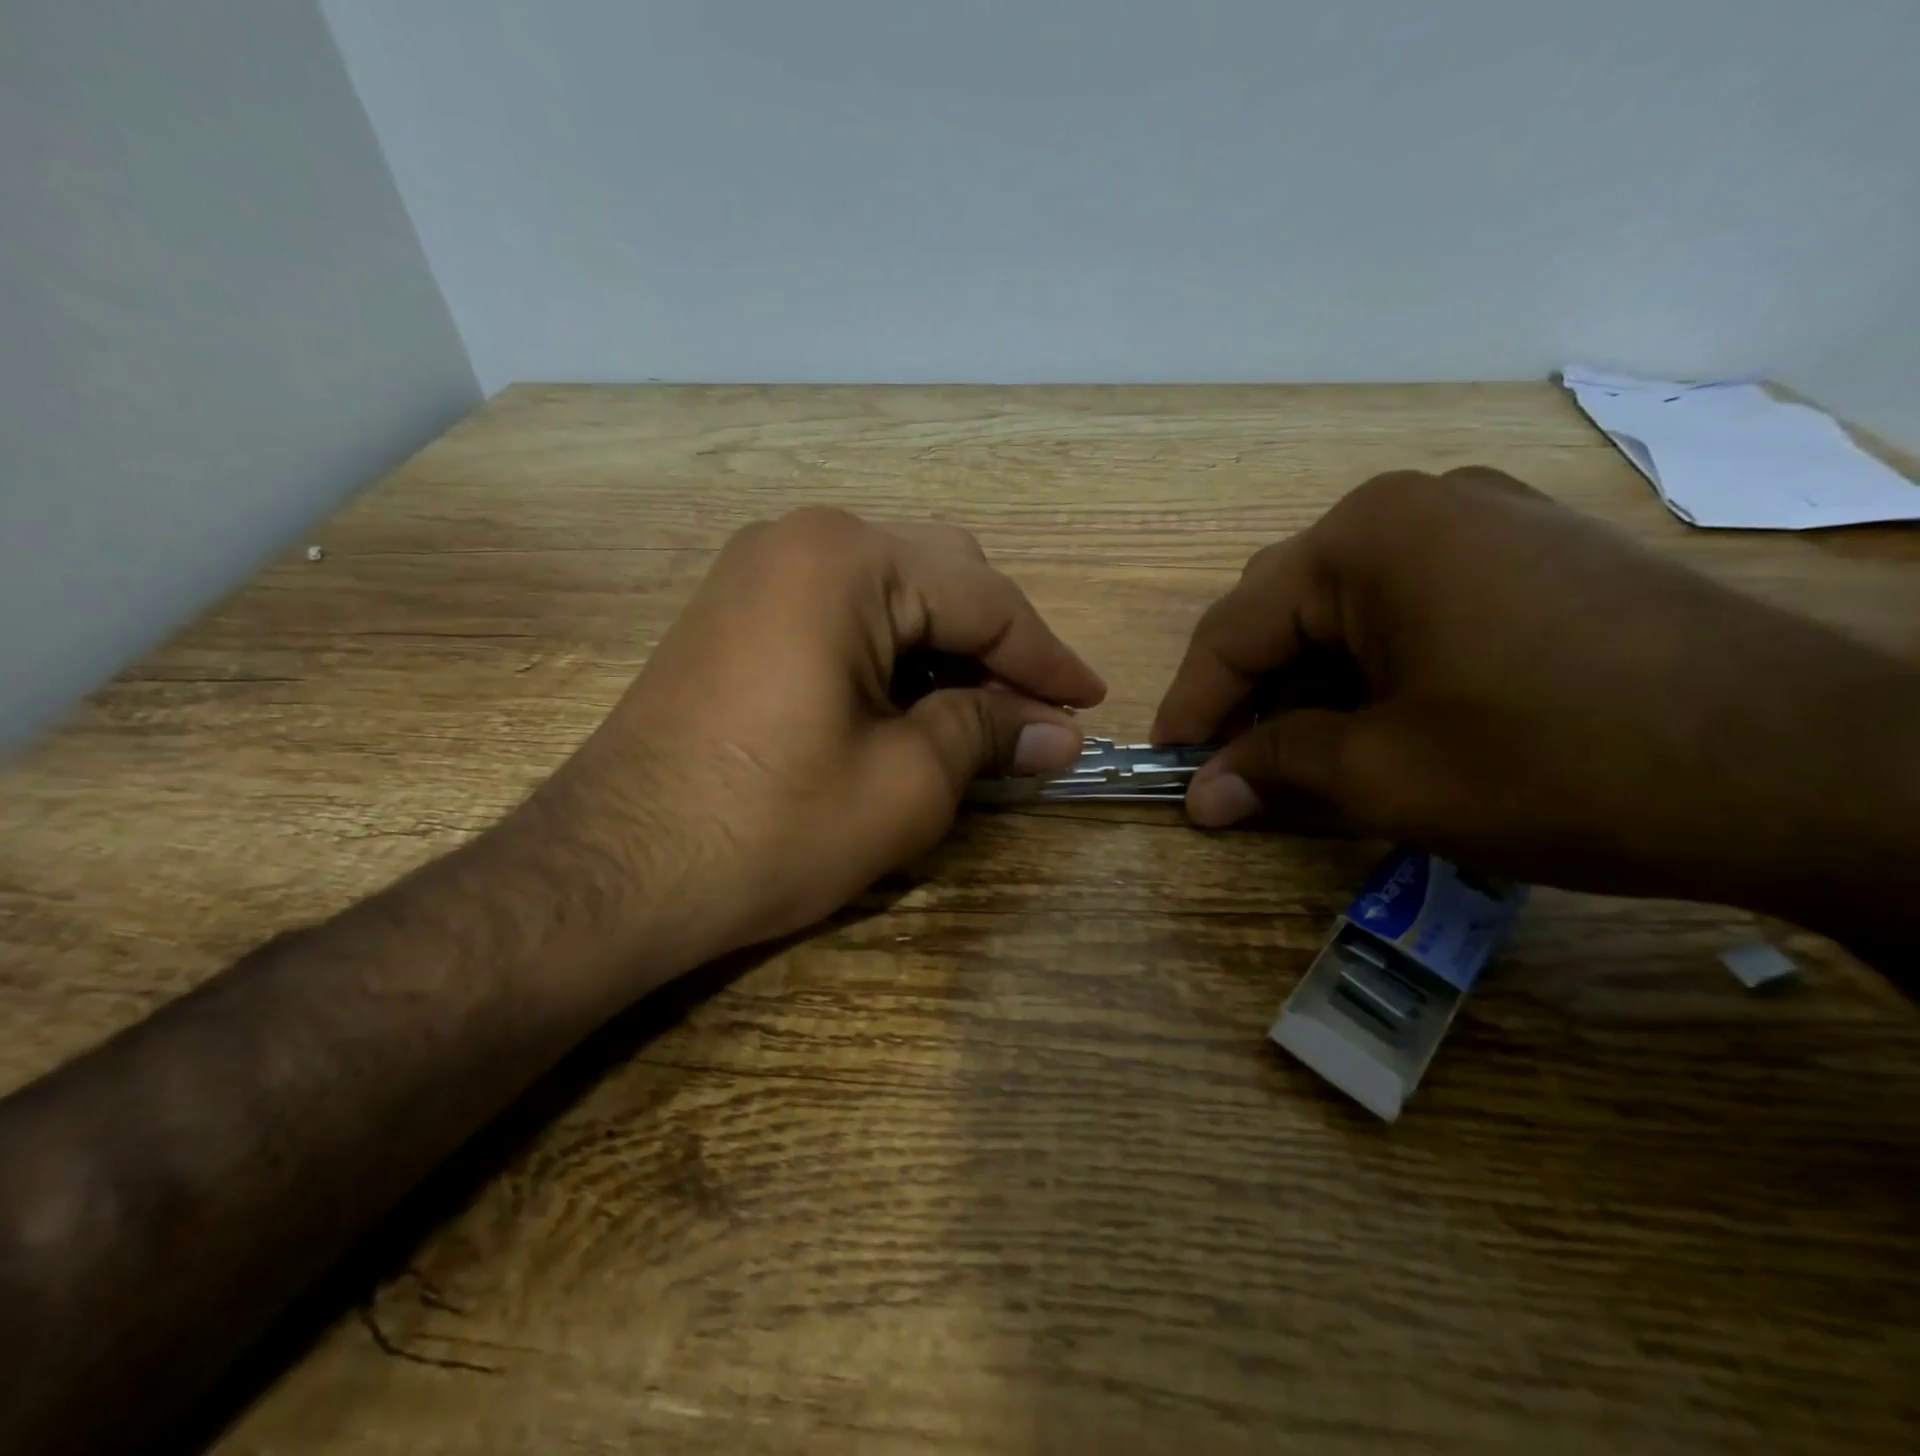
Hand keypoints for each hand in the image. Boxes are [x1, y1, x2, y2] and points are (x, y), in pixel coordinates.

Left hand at [536, 509, 1104, 980]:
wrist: (612, 873)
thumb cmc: (771, 826)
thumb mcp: (907, 784)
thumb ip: (991, 736)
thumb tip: (1060, 733)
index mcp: (848, 559)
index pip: (985, 599)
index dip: (1048, 658)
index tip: (1092, 703)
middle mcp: (801, 538)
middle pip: (941, 578)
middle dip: (999, 649)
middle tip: (1038, 716)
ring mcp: (758, 569)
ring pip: (893, 592)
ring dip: (947, 650)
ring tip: (985, 717)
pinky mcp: (735, 610)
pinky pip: (842, 611)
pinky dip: (893, 653)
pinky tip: (915, 703)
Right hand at [1152, 468, 1919, 933]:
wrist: (1820, 769)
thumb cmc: (1561, 764)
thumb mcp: (1388, 776)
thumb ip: (1275, 770)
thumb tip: (1200, 796)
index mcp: (1366, 537)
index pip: (1234, 626)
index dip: (1191, 703)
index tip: (1168, 765)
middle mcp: (1419, 506)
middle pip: (1286, 607)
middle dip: (1249, 691)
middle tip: (1233, 766)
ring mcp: (1487, 520)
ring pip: (1348, 608)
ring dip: (1310, 682)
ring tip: (1302, 751)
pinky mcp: (1535, 555)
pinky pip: (1413, 605)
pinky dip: (1373, 665)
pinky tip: (1379, 718)